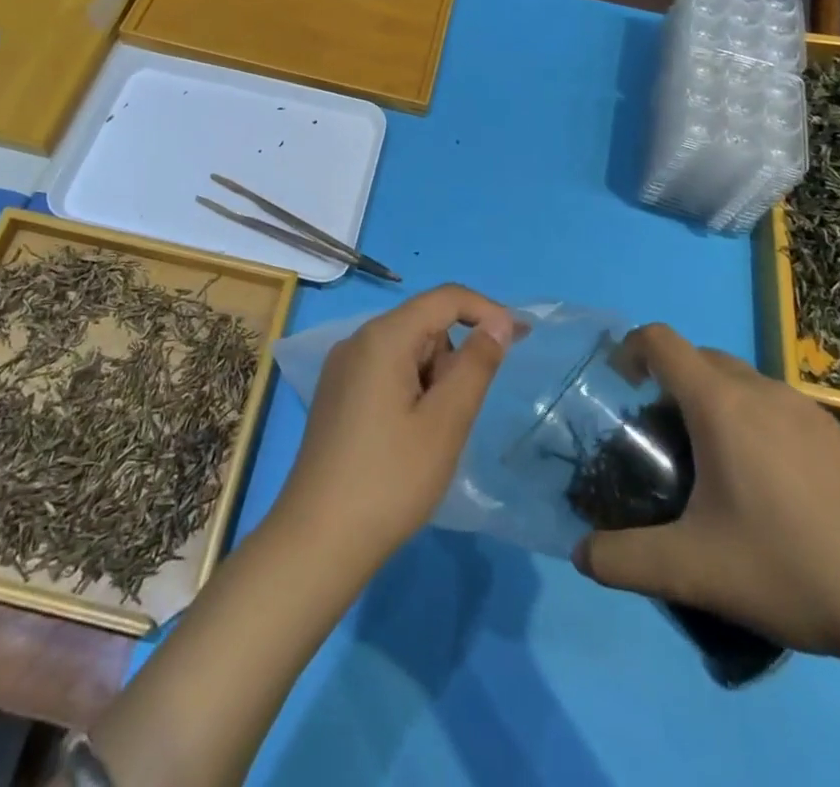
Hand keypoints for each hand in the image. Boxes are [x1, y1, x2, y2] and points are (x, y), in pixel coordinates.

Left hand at [274, 285, 515, 571]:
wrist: (318, 540)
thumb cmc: (390, 480)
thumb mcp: (446, 422)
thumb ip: (476, 365)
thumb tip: (499, 323)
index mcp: (382, 336)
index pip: (444, 298)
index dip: (487, 311)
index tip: (521, 340)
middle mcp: (357, 340)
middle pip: (424, 324)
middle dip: (453, 358)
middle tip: (455, 416)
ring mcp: (342, 367)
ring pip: (407, 351)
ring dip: (432, 379)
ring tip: (428, 435)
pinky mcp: (337, 394)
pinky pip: (386, 371)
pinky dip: (410, 390)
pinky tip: (406, 438)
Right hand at [574, 325, 839, 664]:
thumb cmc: (795, 569)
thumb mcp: (695, 571)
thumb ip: (626, 560)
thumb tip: (581, 555)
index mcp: (720, 403)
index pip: (659, 340)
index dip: (629, 349)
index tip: (619, 387)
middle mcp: (761, 390)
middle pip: (698, 358)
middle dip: (669, 384)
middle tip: (662, 440)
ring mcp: (807, 410)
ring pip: (741, 382)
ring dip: (714, 404)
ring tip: (715, 469)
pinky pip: (778, 408)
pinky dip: (755, 424)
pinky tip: (773, 492)